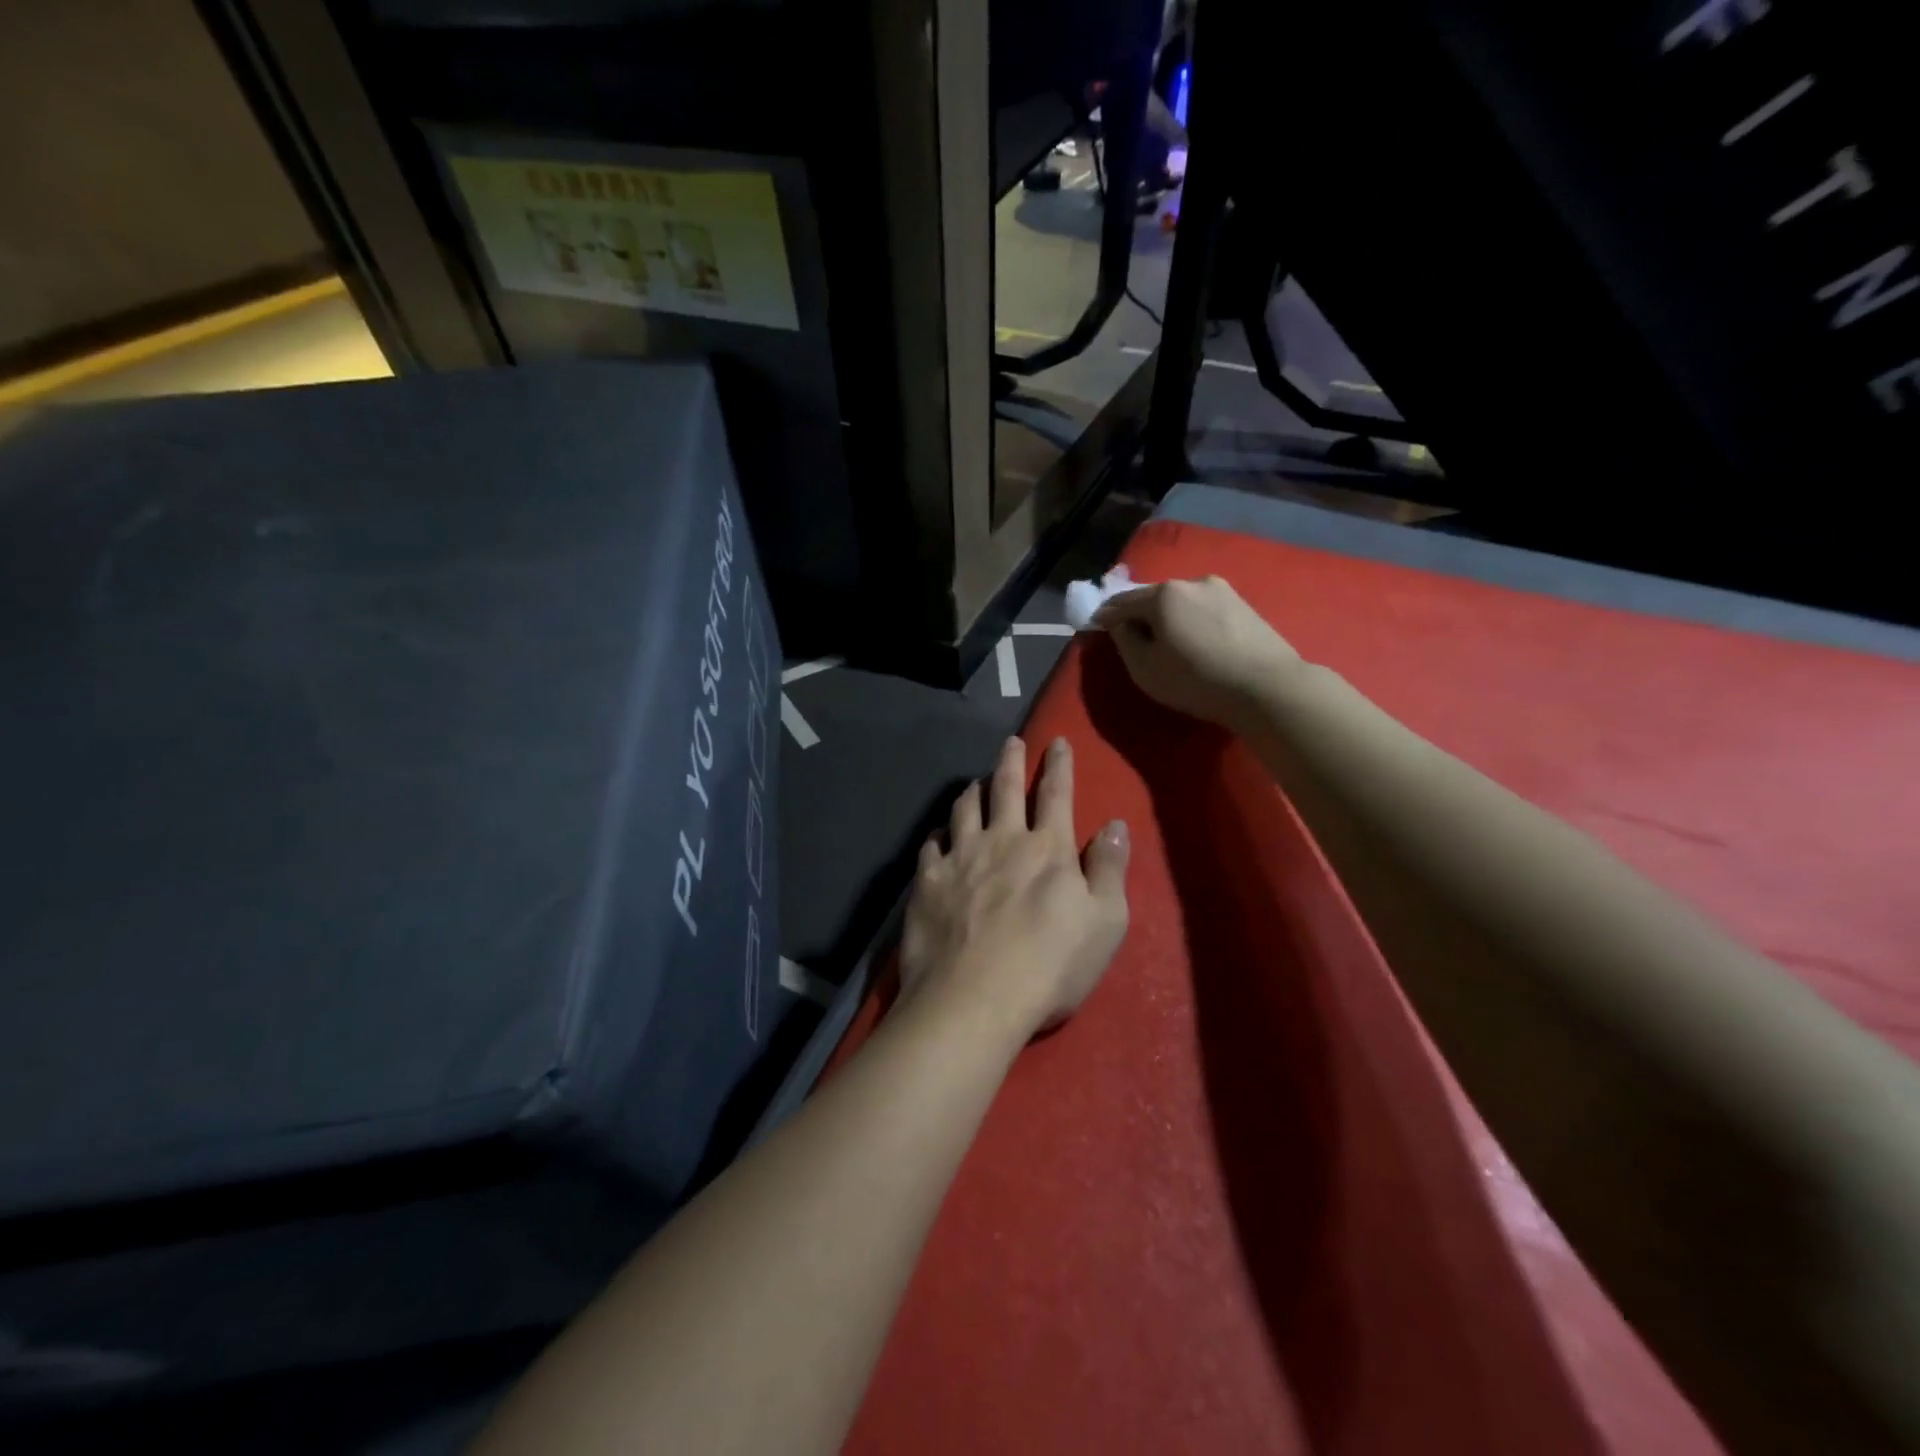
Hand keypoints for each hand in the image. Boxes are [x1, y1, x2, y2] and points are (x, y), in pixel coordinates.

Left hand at [901, 736, 1129, 1039]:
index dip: (1059, 765)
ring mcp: (959, 859)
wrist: (974, 1000)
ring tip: (974, 782)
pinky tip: (938, 835)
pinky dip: (937, 834)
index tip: (1057, 741)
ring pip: (964, 809)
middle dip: (1011, 760)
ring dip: (972, 791)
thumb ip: (1110, 869)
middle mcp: (1002, 841)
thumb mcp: (1105, 922)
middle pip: (1005, 789)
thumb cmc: (1050, 966)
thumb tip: (1115, 824)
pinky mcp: (927, 882)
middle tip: (1010, 741)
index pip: (1056, 794)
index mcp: (1047, 849)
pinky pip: (930, 845)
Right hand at [1093, 576, 1300, 728]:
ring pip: (1182, 602)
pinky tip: (1199, 644)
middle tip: (1137, 642)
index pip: (1121, 602)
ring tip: (1171, 646)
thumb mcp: (1145, 669)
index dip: (1105, 617)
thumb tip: (1120, 624)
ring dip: (1170, 619)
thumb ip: (1124, 640)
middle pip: (1153, 598)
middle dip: (1140, 616)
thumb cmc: (1196, 680)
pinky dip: (1193, 622)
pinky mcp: (1244, 604)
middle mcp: (1191, 581)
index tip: (1097, 629)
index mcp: (1163, 594)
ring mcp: (1222, 590)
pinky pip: (1205, 610)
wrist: (1267, 687)